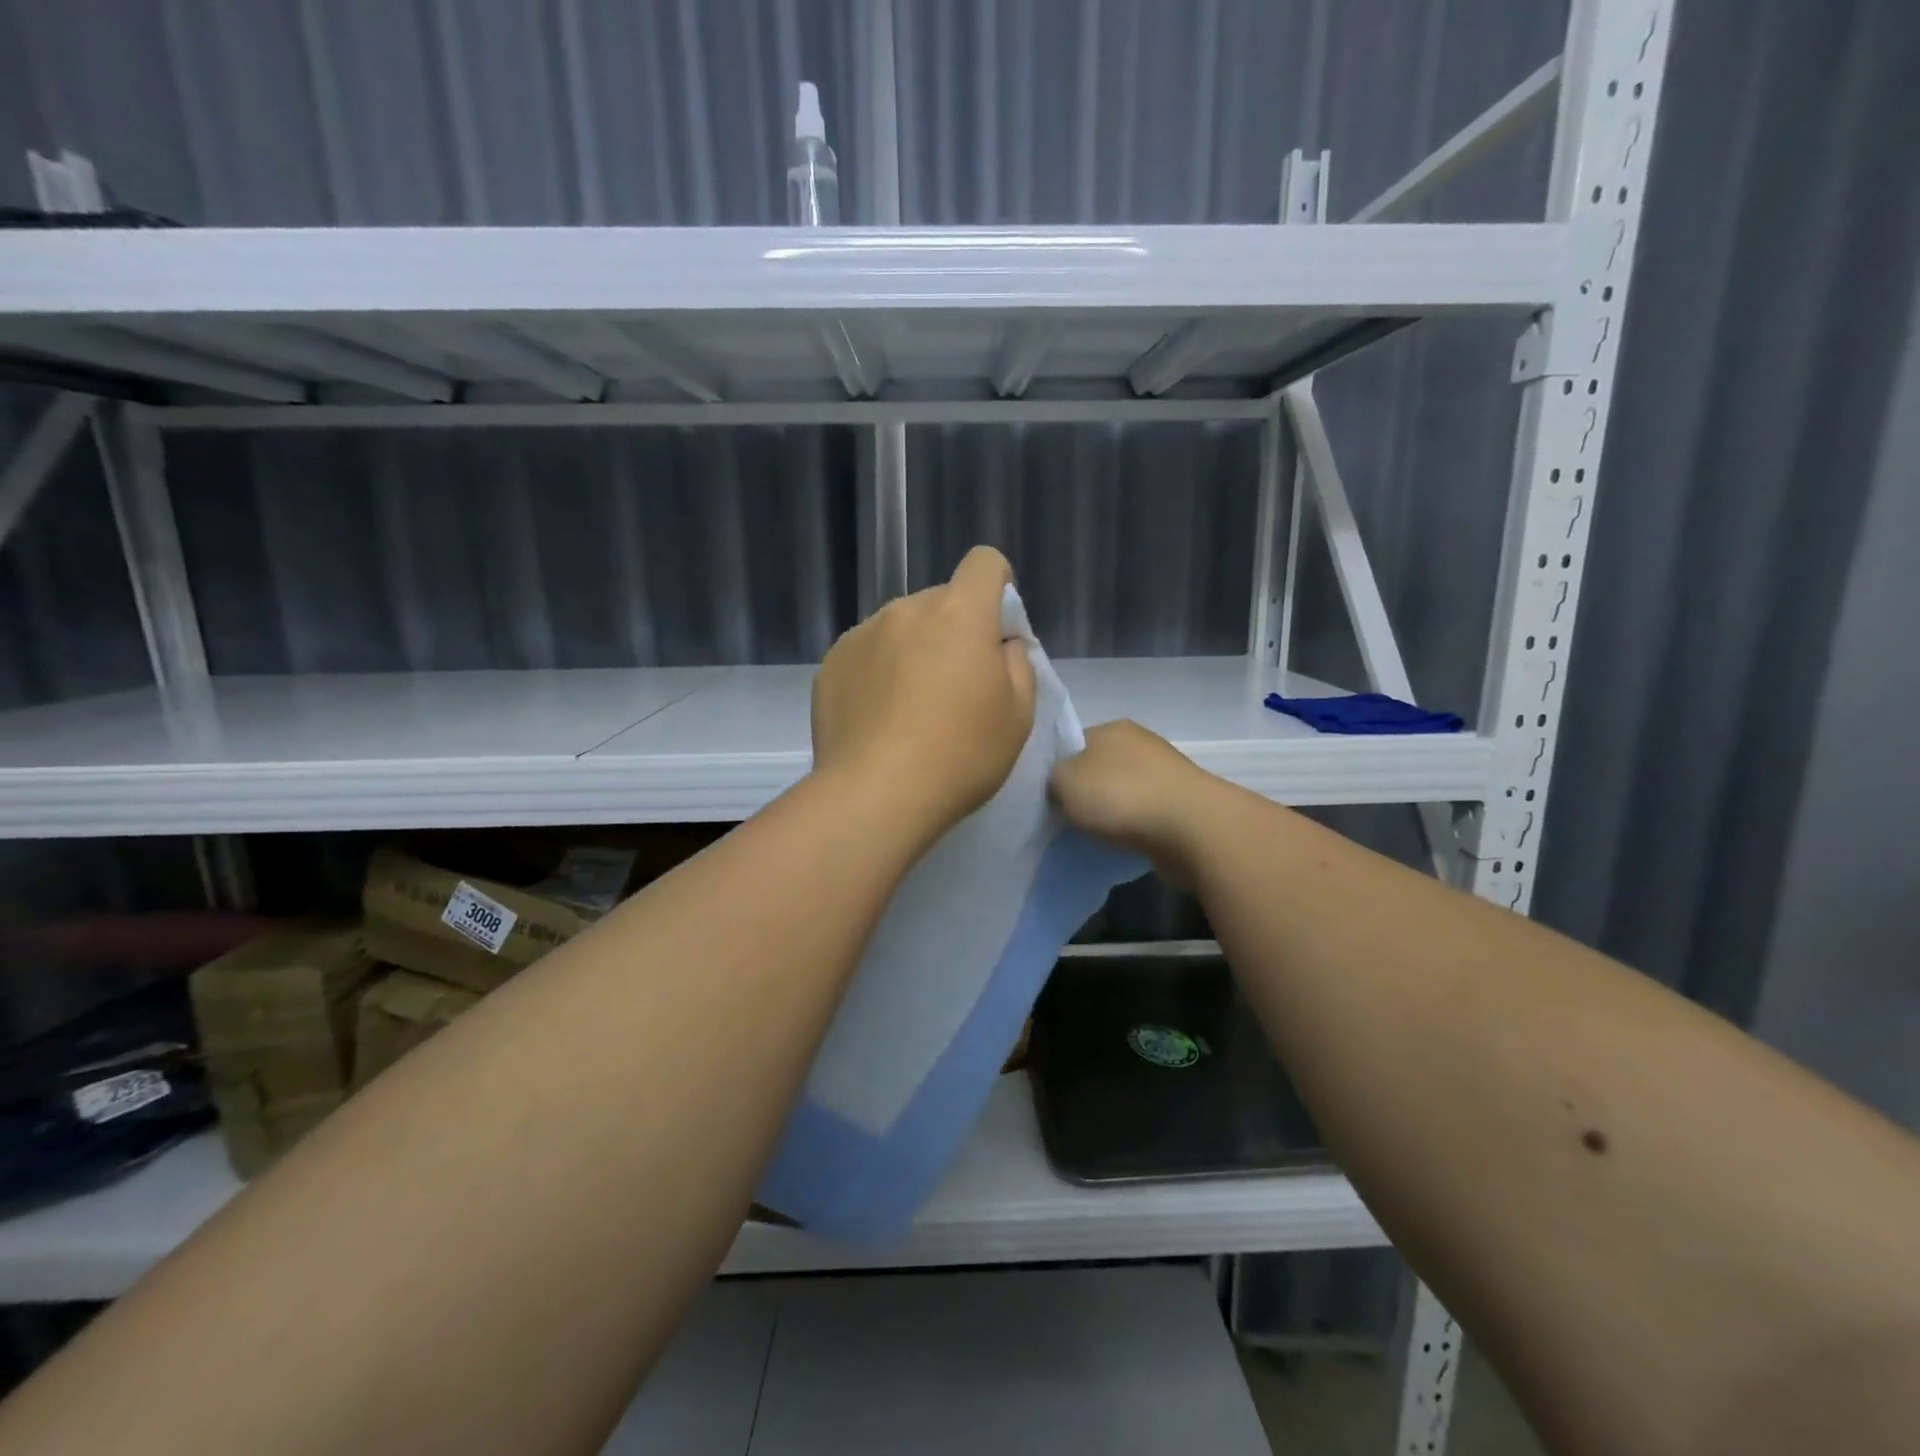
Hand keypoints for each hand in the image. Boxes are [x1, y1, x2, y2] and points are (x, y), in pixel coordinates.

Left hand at [811, 546, 1036, 839]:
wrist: (875, 796)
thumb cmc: (960, 756)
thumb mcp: (1018, 716)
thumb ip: (1017, 664)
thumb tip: (1001, 644)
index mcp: (959, 613)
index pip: (984, 562)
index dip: (997, 586)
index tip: (996, 629)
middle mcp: (906, 610)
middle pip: (941, 601)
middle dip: (954, 630)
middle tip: (956, 687)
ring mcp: (862, 634)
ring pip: (901, 628)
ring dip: (913, 650)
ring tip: (911, 709)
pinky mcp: (831, 664)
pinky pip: (867, 653)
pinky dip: (879, 673)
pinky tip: (879, 719)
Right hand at [1049, 720, 1218, 884]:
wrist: (1192, 828)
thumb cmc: (1121, 796)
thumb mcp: (1064, 781)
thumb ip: (1051, 778)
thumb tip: (1058, 785)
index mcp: (1111, 727)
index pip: (1073, 744)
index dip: (1057, 770)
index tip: (1047, 798)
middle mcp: (1140, 743)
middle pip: (1099, 768)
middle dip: (1085, 793)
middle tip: (1066, 820)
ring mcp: (1165, 773)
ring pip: (1123, 793)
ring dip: (1111, 813)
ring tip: (1093, 837)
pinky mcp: (1182, 804)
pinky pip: (1144, 815)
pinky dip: (1133, 828)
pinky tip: (1123, 844)